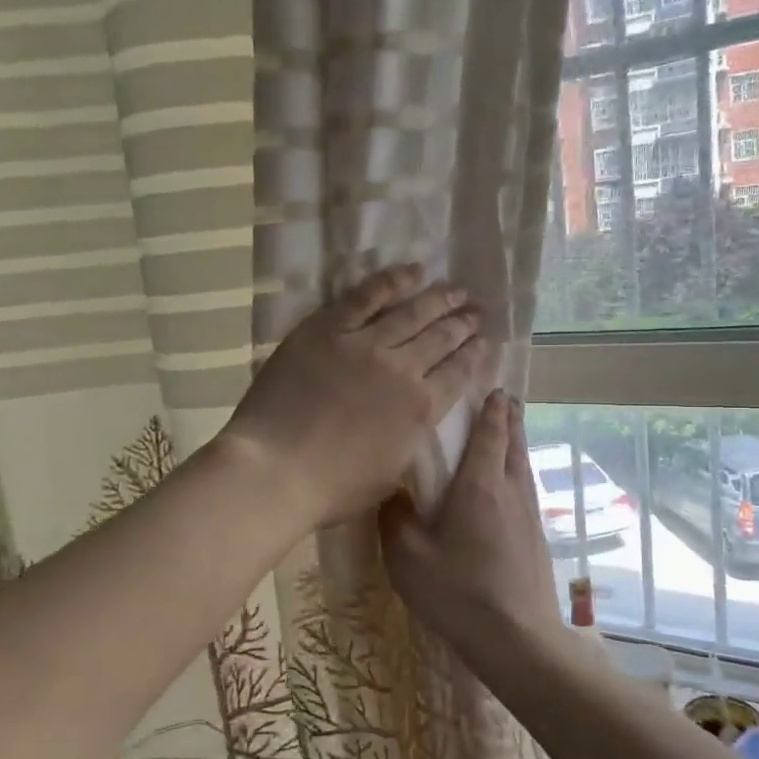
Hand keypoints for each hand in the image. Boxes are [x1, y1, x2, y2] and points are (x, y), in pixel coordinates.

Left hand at [221, 264, 487, 528]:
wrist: (276, 468)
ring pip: (412, 312)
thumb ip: (410, 440)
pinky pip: (367, 295)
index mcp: (421, 409)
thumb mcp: (391, 474)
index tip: (483, 341)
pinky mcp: (329, 328)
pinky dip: (393, 281)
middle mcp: (403, 369)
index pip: (458, 374)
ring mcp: (365, 344)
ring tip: (457, 289)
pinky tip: (413, 271)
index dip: (474, 355)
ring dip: (439, 299)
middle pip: (441, 338)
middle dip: (463, 323)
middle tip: (477, 310)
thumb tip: (417, 420)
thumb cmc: (332, 487)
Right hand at [379, 389, 558, 661]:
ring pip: (524, 465)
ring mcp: (529, 514)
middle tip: (503, 398)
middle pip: (514, 442)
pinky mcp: (537, 537)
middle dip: (509, 417)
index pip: (490, 434)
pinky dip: (518, 471)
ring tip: (509, 430)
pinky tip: (509, 485)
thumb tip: (392, 492)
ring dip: (517, 442)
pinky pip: (526, 489)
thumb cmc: (458, 592)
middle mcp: (510, 491)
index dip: (491, 409)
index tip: (492, 387)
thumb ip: (395, 518)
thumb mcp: (407, 557)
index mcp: (480, 486)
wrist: (516, 638)